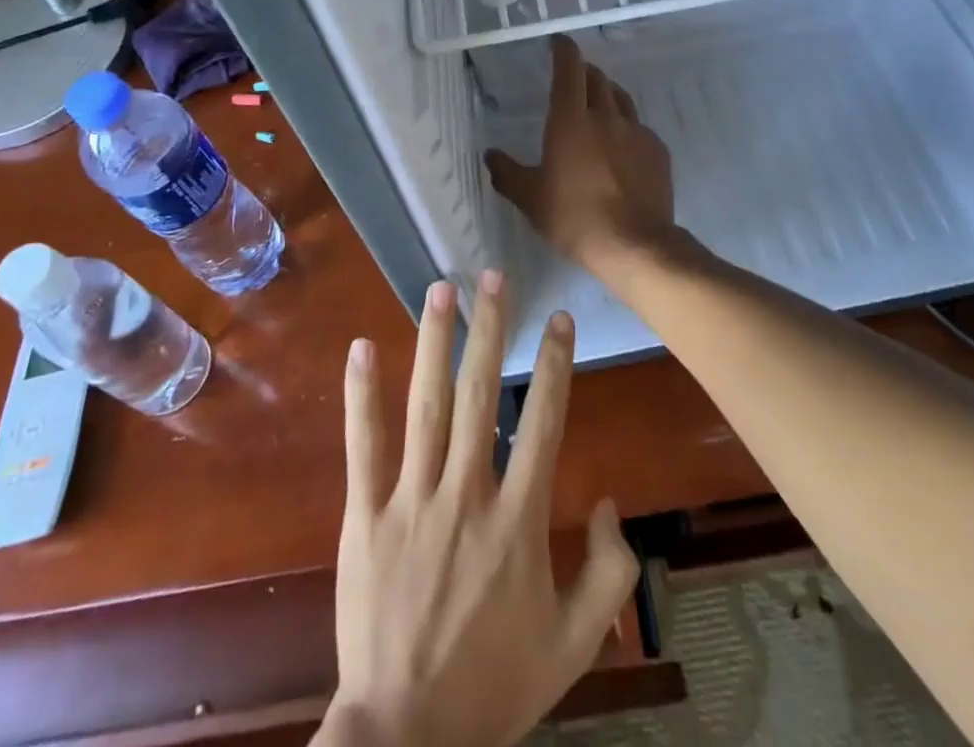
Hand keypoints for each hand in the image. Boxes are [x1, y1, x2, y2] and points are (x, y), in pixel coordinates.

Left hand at [323, 271, 639, 746]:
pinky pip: (364, 447)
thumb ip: (609, 572)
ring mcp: (411, 502)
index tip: (558, 317)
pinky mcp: (365, 518)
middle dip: (490, 329)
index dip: (554, 365)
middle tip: (493, 274)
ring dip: (434, 342)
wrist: (406, 741)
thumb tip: (612, 500)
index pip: (542, 422)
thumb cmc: (495, 685)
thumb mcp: (575, 644)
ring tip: (441, 288)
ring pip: (425, 406)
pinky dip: (361, 395)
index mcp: (518, 521)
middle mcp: (466, 495)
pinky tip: (362, 347)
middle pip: (479, 395)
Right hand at [486, 36, 675, 279]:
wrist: (635, 245)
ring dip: (606, 94)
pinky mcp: (657, 150)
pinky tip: (621, 146)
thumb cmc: (575, 218)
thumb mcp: (530, 199)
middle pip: (597, 79)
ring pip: (620, 99)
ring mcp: (636, 132)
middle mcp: (606, 116)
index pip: (569, 70)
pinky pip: (638, 127)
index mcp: (571, 121)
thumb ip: (508, 173)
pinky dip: (625, 126)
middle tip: (573, 77)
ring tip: (597, 104)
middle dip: (583, 71)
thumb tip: (490, 154)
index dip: (564, 50)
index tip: (559, 42)